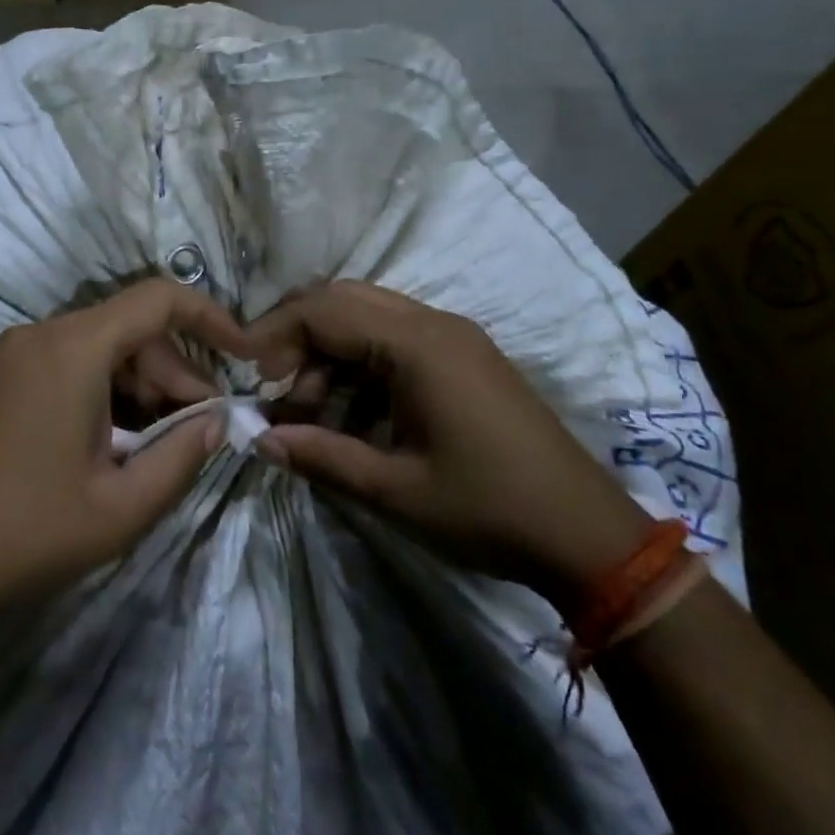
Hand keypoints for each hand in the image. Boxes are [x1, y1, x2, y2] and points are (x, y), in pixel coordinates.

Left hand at [0, 279, 248, 629]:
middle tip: (201, 424)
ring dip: (141, 382)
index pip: (158, 300)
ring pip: (100, 344)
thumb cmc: (32, 533)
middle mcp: (41, 333)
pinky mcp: (0, 375)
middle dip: (174, 369)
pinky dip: (105, 386)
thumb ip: (184, 455)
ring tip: (163, 438)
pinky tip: (118, 435)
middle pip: (130, 327)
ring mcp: (14, 352)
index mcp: (73, 348)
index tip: (243, 352)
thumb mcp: (124, 505)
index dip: (209, 317)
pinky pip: (70, 360)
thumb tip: (218, 420)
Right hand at [247, 281, 647, 605]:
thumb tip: (260, 440)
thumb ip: (322, 456)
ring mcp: (452, 336)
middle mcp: (433, 322)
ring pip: (367, 318)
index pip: (325, 310)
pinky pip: (394, 340)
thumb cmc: (489, 510)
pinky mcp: (462, 356)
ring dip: (328, 354)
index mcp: (417, 343)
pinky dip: (360, 366)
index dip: (275, 332)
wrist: (589, 536)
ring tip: (308, 412)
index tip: (246, 371)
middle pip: (343, 299)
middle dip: (297, 335)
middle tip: (271, 384)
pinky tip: (350, 414)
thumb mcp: (396, 491)